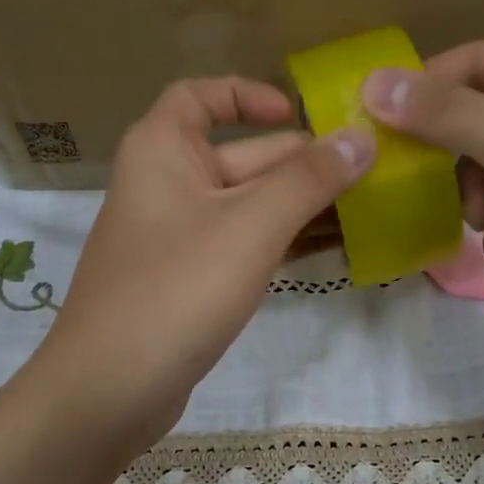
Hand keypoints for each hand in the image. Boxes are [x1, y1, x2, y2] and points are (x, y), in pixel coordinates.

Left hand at [37, 78, 373, 443]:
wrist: (111, 388)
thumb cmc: (177, 290)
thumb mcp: (250, 227)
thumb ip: (308, 180)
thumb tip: (362, 138)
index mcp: (163, 150)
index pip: (201, 96)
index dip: (249, 95)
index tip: (298, 114)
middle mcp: (167, 184)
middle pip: (242, 156)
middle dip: (304, 164)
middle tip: (371, 173)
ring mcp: (179, 236)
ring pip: (249, 206)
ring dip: (302, 208)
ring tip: (368, 210)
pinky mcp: (191, 280)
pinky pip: (244, 245)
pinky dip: (283, 243)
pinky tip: (333, 249)